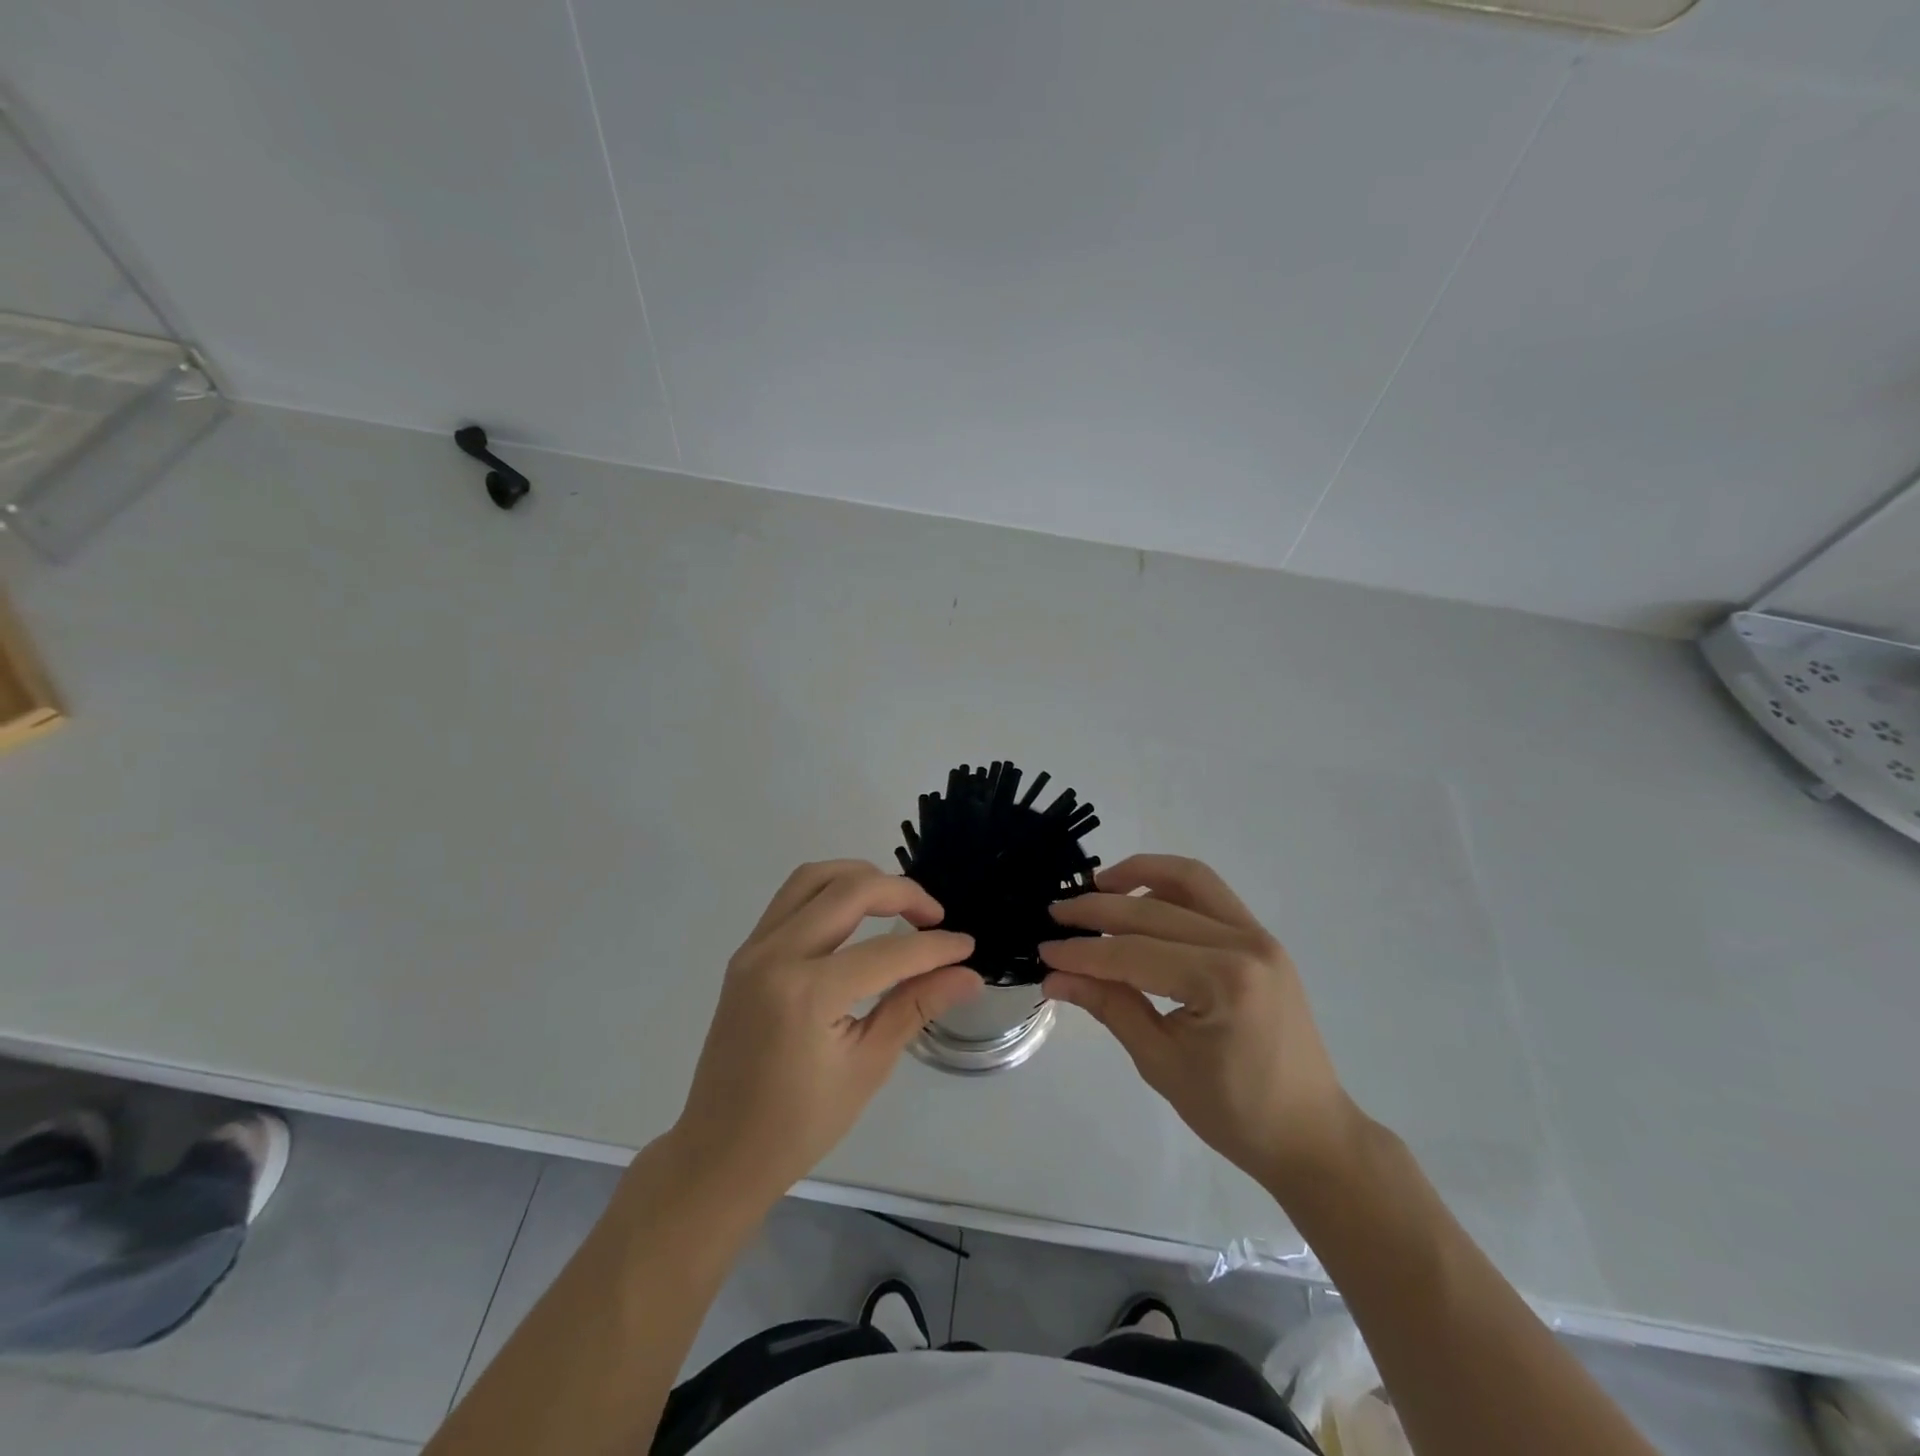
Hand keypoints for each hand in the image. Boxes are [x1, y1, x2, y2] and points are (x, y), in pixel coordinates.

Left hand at [669, 861, 982, 1206]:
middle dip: (901, 893)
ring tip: (897, 902)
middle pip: (848, 891)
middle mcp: (775, 955)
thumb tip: (968, 974)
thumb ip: (916, 1006)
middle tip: (935, 916)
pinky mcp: (746, 952)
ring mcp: (754, 949)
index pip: (887, 952)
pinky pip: (791, 897)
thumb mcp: (868, 1066)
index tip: (967, 946)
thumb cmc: (799, 1124)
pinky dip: (830, 890)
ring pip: (813, 878)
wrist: (720, 1151)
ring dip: (861, 878)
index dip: (935, 947)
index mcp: (807, 993)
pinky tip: (856, 914)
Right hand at [1040, 854, 1354, 1194]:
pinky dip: (1170, 887)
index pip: (1134, 953)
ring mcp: (1259, 936)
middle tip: (1056, 915)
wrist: (1311, 1134)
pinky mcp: (1262, 939)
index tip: (1043, 949)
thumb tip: (1054, 977)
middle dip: (1099, 909)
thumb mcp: (1161, 1063)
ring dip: (1139, 874)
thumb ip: (1109, 1007)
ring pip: (1189, 879)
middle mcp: (1244, 944)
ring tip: (1098, 886)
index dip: (1083, 952)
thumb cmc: (1235, 1113)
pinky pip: (1210, 895)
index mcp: (1223, 982)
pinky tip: (1140, 900)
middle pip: (1154, 910)